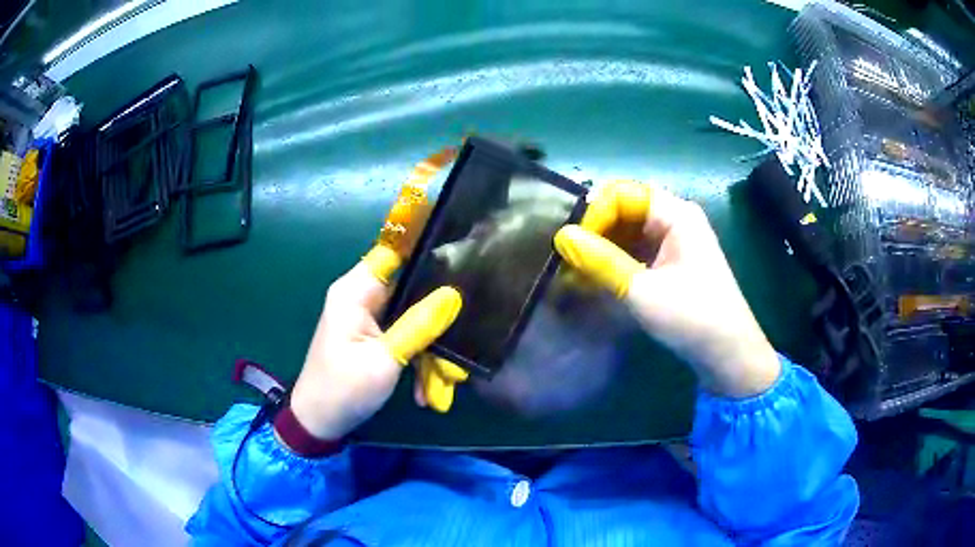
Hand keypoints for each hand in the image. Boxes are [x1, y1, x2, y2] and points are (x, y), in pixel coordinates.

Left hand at [288, 246, 461, 439]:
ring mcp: (368, 317)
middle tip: (464, 335)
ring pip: (412, 316)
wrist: (319, 422)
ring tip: (447, 380)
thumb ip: (419, 326)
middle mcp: (361, 297)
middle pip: (410, 286)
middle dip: (437, 314)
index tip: (463, 256)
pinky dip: (418, 358)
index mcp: (355, 292)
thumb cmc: (344, 389)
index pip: (393, 250)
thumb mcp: (385, 360)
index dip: (425, 248)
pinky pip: (405, 336)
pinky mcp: (373, 335)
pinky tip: (426, 390)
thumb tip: (453, 295)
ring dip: (430, 348)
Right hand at [553, 181, 779, 397]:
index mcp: (676, 214)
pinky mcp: (673, 261)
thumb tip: (562, 237)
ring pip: (630, 230)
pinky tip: (600, 278)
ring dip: (604, 247)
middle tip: (572, 260)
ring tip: (580, 271)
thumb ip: (601, 261)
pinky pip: (639, 248)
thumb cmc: (691, 317)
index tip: (574, 246)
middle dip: (596, 231)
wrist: (728, 353)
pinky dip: (617, 260)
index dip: (594, 214)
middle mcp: (676, 218)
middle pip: (625, 209)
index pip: (622, 194)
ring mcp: (676, 240)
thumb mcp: (642, 291)